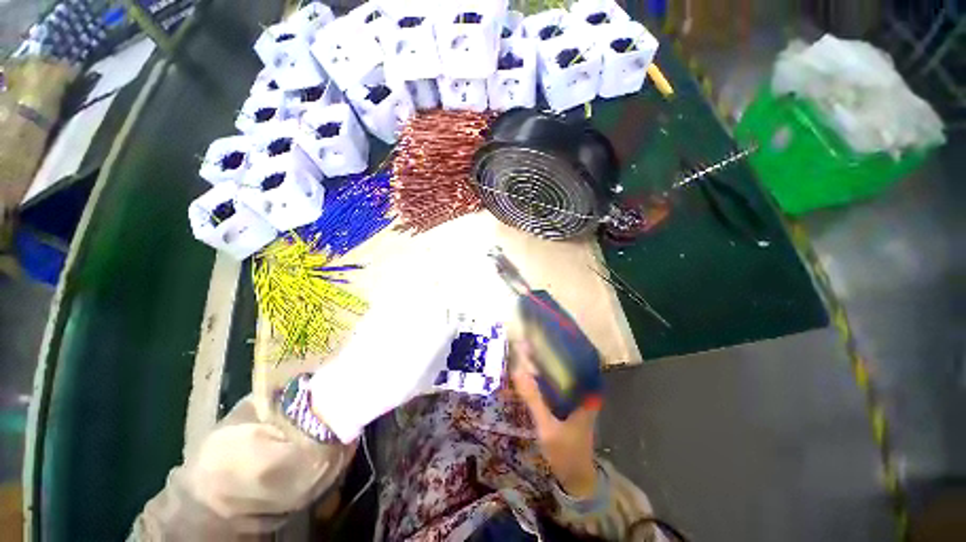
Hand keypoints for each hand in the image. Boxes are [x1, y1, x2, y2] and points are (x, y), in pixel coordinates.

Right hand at [512, 341, 598, 498]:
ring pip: (560, 372)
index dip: (562, 343)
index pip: (577, 358)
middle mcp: (584, 390)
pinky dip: (544, 376)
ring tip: (528, 349)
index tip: (545, 331)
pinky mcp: (568, 403)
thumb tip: (517, 371)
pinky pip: (556, 383)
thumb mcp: (547, 426)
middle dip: (548, 351)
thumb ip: (533, 399)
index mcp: (587, 392)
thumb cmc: (566, 451)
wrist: (575, 477)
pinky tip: (531, 372)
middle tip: (529, 338)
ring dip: (545, 362)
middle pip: (566, 363)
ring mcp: (576, 397)